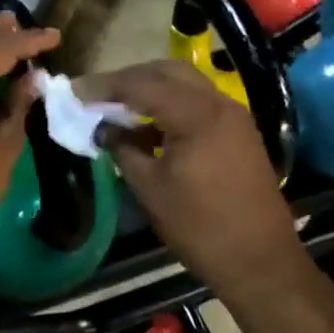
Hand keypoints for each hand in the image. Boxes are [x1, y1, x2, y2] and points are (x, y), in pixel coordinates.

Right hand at [78, 60, 310, 306]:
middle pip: (167, 72)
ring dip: (151, 90)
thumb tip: (103, 129)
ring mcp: (234, 117)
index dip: (104, 86)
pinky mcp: (239, 133)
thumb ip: (122, 149)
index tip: (74, 91)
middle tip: (97, 94)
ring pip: (185, 85)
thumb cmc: (199, 226)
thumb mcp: (150, 188)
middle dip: (129, 79)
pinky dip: (171, 107)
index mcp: (196, 114)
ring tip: (117, 109)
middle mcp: (219, 104)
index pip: (141, 85)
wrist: (259, 260)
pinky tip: (147, 129)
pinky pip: (199, 105)